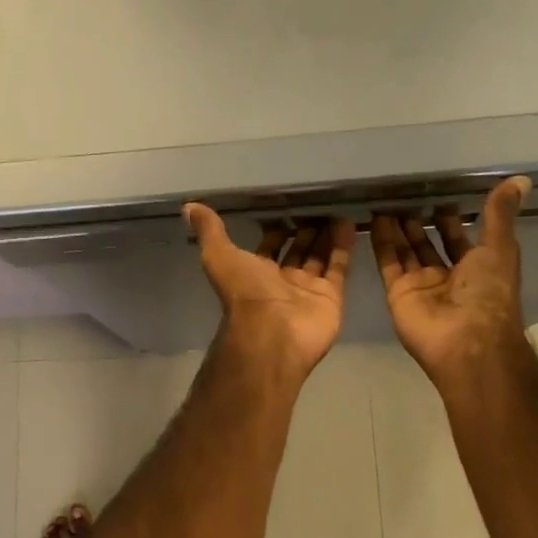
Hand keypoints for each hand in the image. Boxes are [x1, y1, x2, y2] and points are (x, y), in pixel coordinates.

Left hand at [186, 205, 354, 378]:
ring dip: (326, 236)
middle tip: (317, 204)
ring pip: (319, 258)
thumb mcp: (219, 255)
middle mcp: (280, 282)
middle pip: (296, 251)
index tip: (286, 205)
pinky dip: (343, 247)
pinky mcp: (330, 297)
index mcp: (253, 273)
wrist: (272, 333)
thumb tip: (189, 207)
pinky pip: (338, 268)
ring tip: (336, 208)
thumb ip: (209, 231)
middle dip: (304, 231)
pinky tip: (349, 222)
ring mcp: (307, 291)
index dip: (274, 230)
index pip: (267, 247)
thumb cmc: (244, 293)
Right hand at [371, 177, 531, 388]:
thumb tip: (520, 179)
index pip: (458, 238)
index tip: (437, 194)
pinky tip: (375, 219)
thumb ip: (500, 214)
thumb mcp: (500, 247)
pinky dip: (381, 242)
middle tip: (404, 195)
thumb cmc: (489, 293)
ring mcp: (421, 285)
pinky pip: (388, 263)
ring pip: (406, 251)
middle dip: (418, 222)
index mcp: (477, 268)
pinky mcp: (398, 292)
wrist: (466, 340)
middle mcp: (448, 277)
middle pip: (428, 245)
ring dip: (397, 229)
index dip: (449, 218)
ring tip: (386, 201)